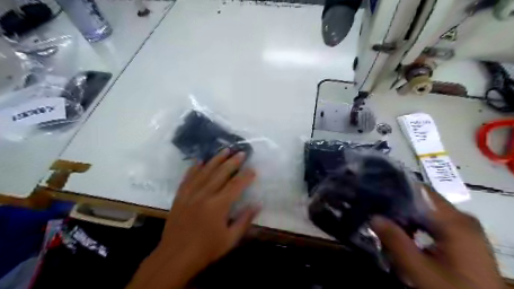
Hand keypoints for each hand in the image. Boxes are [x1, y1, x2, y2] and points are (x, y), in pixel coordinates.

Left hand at [126, 150, 258, 288]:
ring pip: (205, 172)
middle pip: (221, 173)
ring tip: (225, 150)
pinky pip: (188, 178)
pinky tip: (199, 160)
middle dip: (233, 162)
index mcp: (218, 206)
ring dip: (216, 159)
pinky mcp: (180, 196)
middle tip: (241, 152)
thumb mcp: (230, 239)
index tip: (253, 169)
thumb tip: (257, 204)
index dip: (246, 176)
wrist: (175, 256)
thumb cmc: (206, 249)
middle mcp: (204, 195)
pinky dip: (194, 168)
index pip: (235, 186)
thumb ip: (244, 220)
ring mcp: (190, 194)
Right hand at [372, 189, 504, 288]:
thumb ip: (395, 241)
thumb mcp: (419, 269)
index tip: (376, 195)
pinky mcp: (463, 239)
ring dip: (406, 218)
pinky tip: (404, 236)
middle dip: (398, 207)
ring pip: (426, 213)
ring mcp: (464, 229)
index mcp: (455, 221)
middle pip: (422, 202)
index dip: (396, 190)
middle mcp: (461, 219)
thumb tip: (373, 217)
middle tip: (376, 212)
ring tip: (386, 224)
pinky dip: (417, 226)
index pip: (420, 191)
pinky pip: (433, 223)